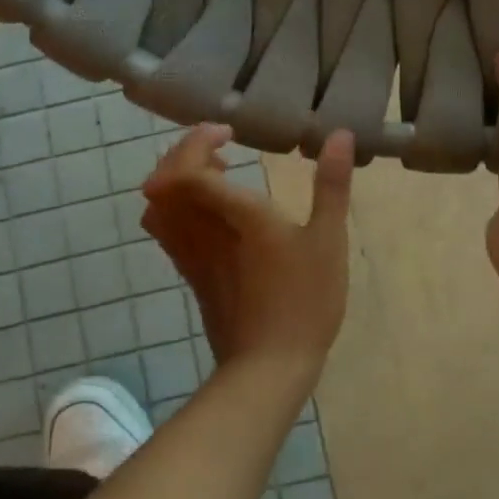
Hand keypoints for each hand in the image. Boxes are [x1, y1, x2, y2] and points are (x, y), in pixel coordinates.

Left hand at [141, 125, 355, 378]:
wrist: (268, 366)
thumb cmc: (305, 300)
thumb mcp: (328, 240)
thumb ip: (332, 185)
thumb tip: (340, 135)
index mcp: (236, 215)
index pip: (191, 168)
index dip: (199, 141)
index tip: (229, 133)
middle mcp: (203, 230)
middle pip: (165, 181)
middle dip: (184, 154)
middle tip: (218, 147)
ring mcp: (191, 255)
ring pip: (159, 206)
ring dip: (176, 181)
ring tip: (214, 176)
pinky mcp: (190, 275)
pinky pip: (165, 231)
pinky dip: (175, 209)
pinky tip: (209, 213)